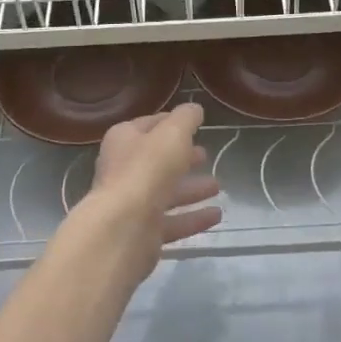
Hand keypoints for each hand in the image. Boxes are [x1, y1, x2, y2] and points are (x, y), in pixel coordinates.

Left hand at [66, 102, 221, 281]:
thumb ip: (186, 118)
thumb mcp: (173, 133)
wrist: (123, 228)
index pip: (149, 125)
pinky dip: (193, 218)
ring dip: (191, 189)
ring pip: (166, 192)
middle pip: (158, 160)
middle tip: (205, 156)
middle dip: (182, 157)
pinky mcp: (142, 232)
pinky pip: (172, 222)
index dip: (171, 123)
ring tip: (218, 186)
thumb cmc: (147, 169)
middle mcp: (124, 169)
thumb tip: (194, 109)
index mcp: (124, 140)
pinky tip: (216, 216)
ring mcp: (132, 203)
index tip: (193, 124)